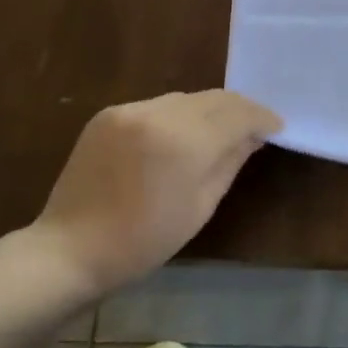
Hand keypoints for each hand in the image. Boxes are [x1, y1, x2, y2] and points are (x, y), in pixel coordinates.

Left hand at [26, 90, 282, 297]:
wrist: (70, 249)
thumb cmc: (144, 240)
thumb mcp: (201, 206)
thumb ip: (230, 162)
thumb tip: (253, 136)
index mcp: (185, 141)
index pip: (238, 114)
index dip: (262, 118)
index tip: (277, 127)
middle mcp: (159, 114)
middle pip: (214, 98)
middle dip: (239, 110)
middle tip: (255, 127)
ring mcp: (130, 110)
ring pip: (186, 98)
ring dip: (208, 111)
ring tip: (219, 132)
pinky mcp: (109, 114)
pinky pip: (157, 106)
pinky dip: (177, 116)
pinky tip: (179, 137)